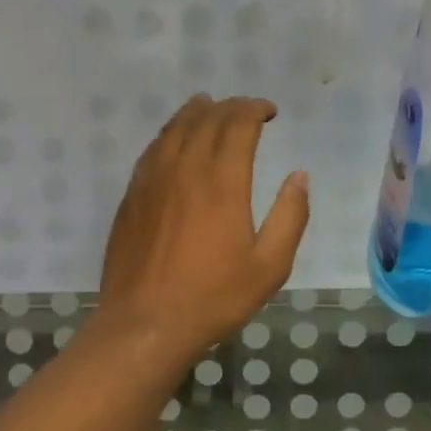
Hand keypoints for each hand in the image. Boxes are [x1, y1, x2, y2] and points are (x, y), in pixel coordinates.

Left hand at [97, 96, 309, 360]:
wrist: (145, 324)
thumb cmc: (213, 298)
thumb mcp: (270, 266)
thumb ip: (290, 216)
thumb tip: (299, 176)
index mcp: (222, 182)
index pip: (238, 125)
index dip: (255, 109)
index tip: (269, 111)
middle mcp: (185, 169)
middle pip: (206, 119)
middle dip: (230, 107)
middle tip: (246, 111)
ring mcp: (152, 180)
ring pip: (174, 128)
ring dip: (196, 112)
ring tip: (209, 106)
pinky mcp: (132, 195)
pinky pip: (152, 149)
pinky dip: (169, 133)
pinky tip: (174, 139)